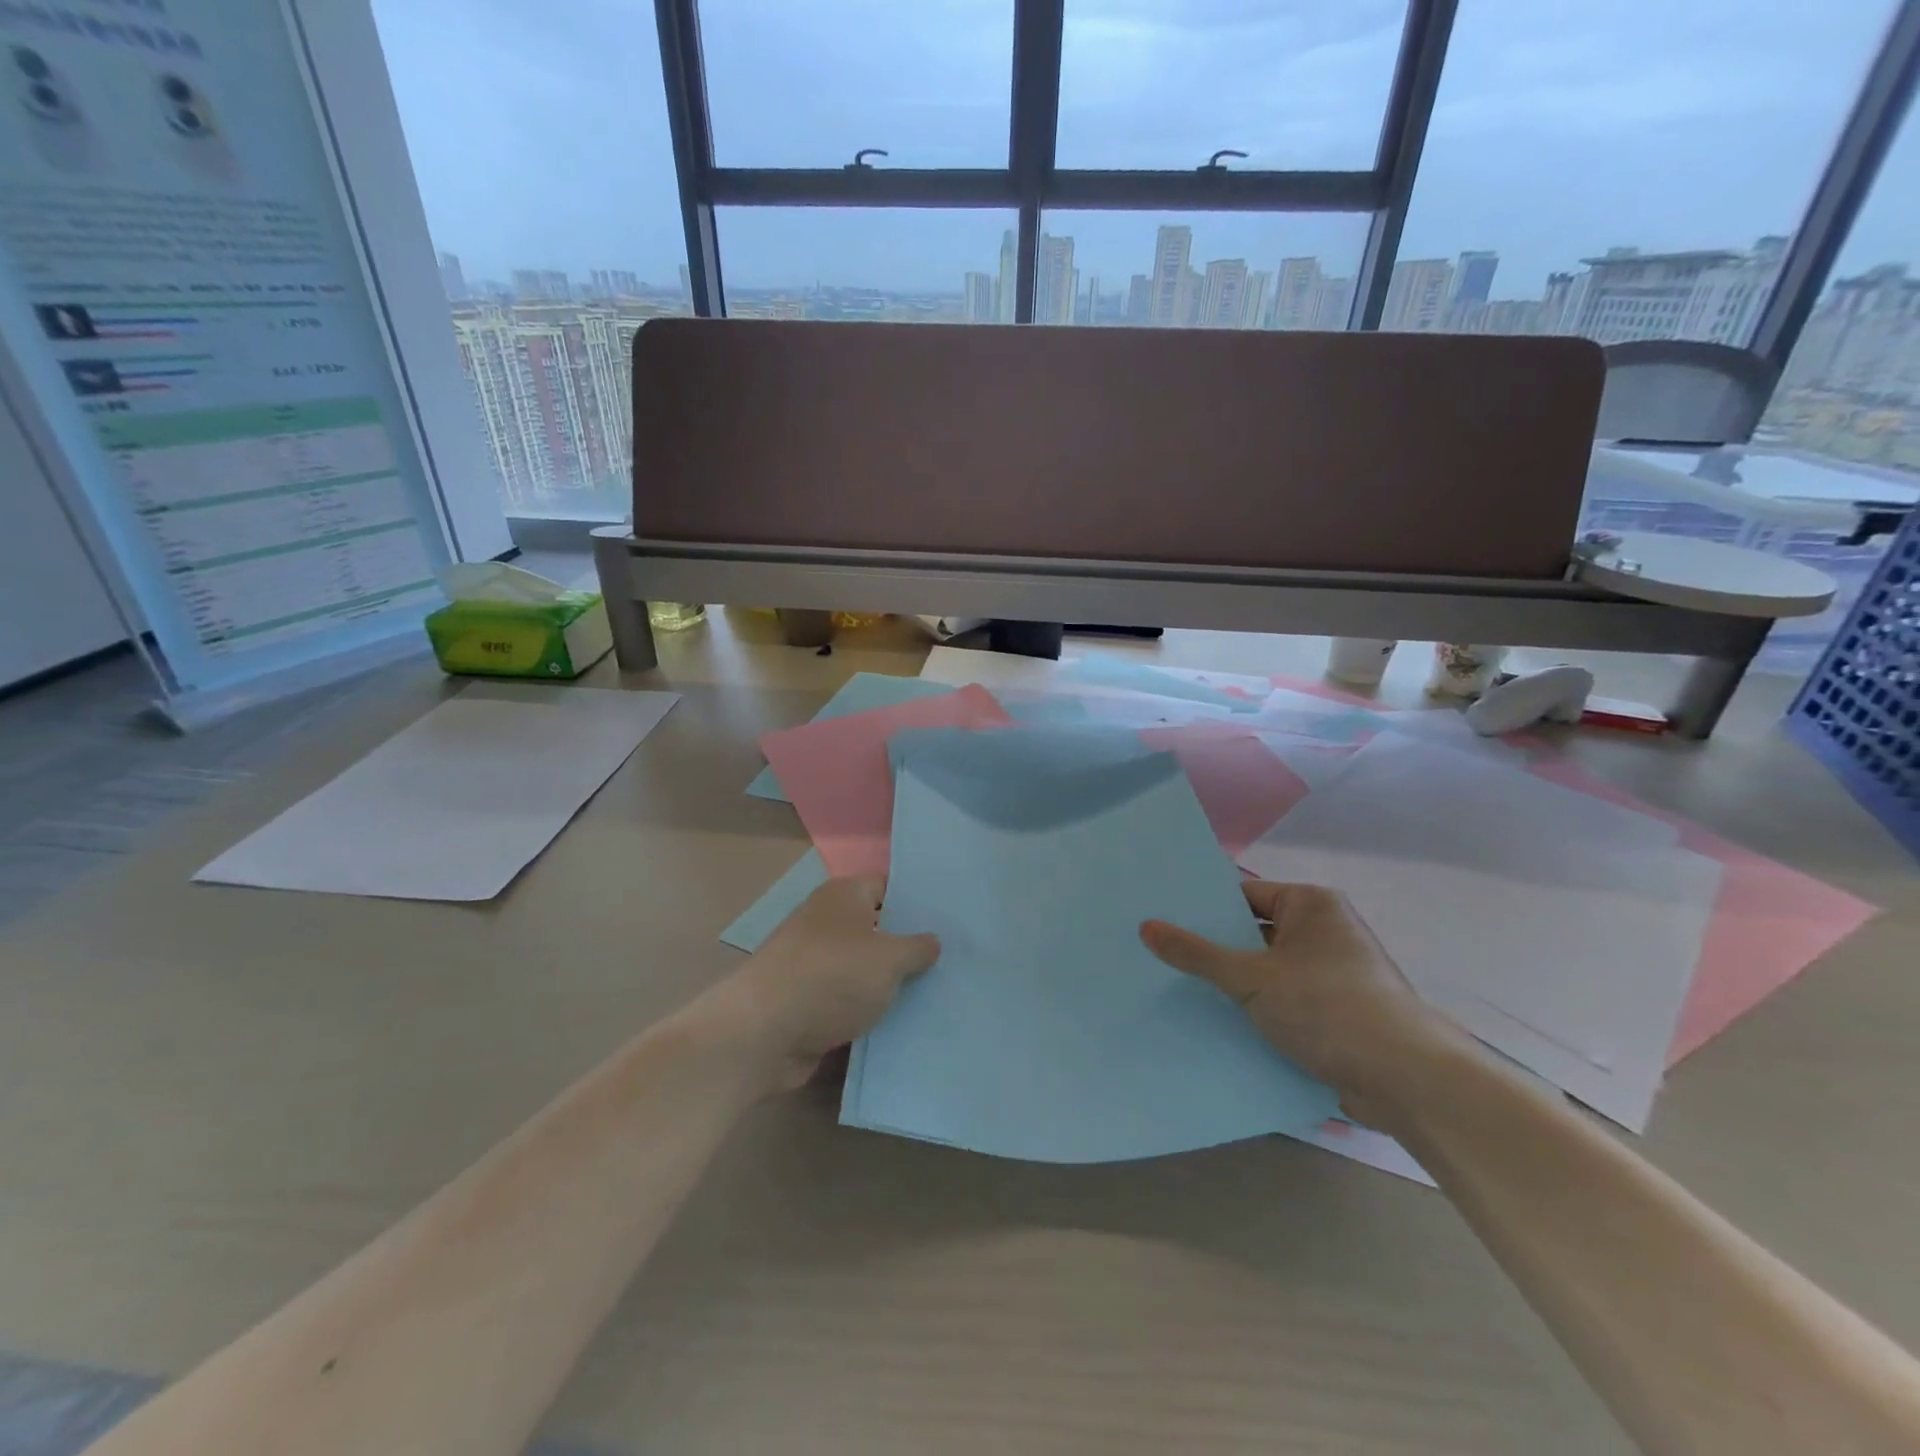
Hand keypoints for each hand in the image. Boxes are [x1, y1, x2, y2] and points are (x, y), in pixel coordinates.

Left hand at [715, 876, 939, 1093]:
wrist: (762, 1033)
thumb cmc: (832, 977)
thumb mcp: (889, 958)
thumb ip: (917, 947)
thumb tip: (932, 941)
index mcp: (843, 895)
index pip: (887, 886)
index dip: (917, 901)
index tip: (950, 920)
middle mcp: (825, 922)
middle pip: (876, 928)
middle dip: (907, 947)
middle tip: (952, 961)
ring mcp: (813, 963)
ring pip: (862, 968)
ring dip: (888, 984)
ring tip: (936, 995)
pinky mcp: (806, 1001)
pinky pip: (847, 1000)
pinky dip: (867, 1011)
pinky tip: (902, 1024)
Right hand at [1142, 881, 1458, 1125]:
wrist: (1406, 1081)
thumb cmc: (1328, 1008)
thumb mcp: (1251, 977)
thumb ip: (1197, 953)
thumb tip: (1145, 927)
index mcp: (1311, 905)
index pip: (1245, 894)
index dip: (1205, 907)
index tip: (1164, 917)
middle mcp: (1325, 931)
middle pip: (1254, 932)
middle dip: (1215, 947)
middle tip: (1160, 952)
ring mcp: (1333, 974)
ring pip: (1267, 971)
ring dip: (1234, 983)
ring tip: (1178, 987)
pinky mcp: (1337, 1013)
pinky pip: (1284, 1000)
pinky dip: (1257, 1009)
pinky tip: (1218, 1021)